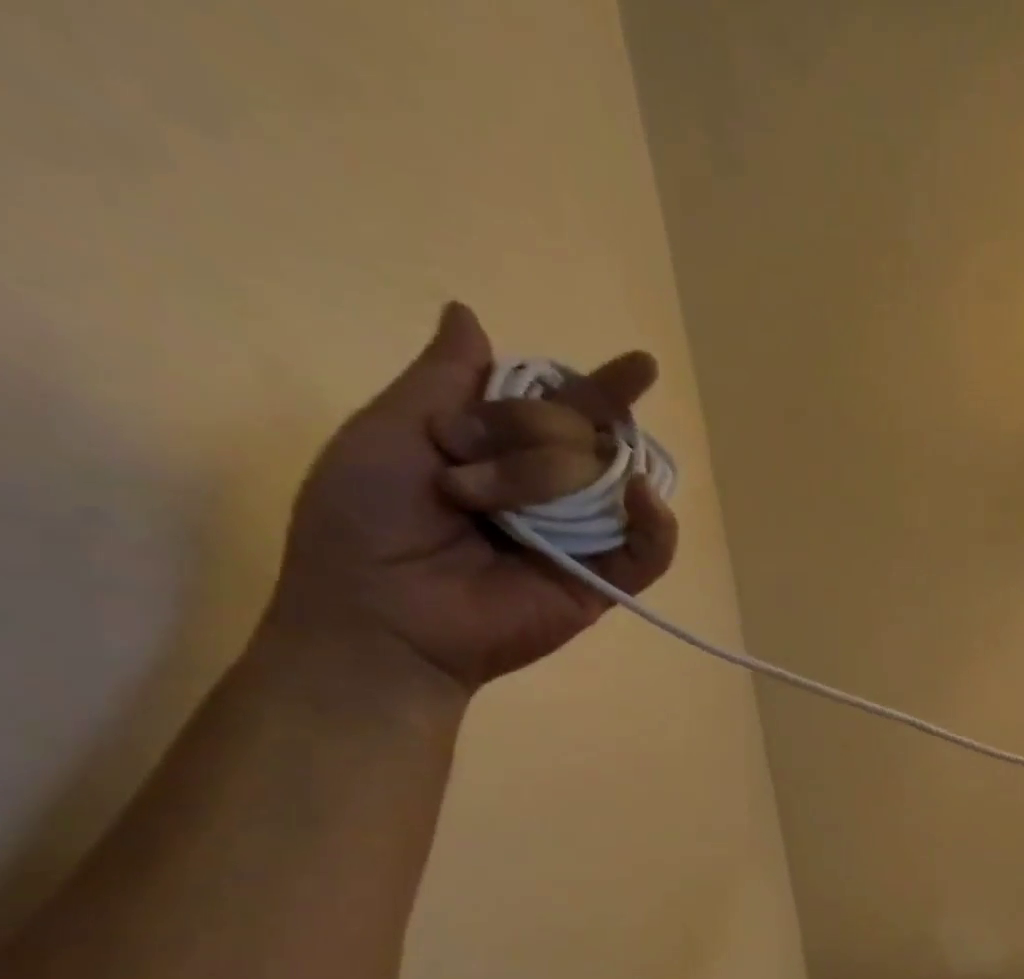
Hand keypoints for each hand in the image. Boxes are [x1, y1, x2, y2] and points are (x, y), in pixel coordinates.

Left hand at [265, 301, 678, 695]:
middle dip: (528, 436)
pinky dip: (657, 524)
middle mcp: (552, 493)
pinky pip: (650, 551)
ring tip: (500, 505)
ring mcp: (582, 539)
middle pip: (586, 436)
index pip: (564, 409)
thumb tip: (468, 312)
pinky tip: (639, 496)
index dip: (599, 388)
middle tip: (461, 480)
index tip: (641, 366)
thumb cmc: (365, 527)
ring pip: (612, 480)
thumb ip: (440, 380)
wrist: (380, 621)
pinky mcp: (602, 584)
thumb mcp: (389, 432)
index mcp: (504, 455)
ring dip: (557, 473)